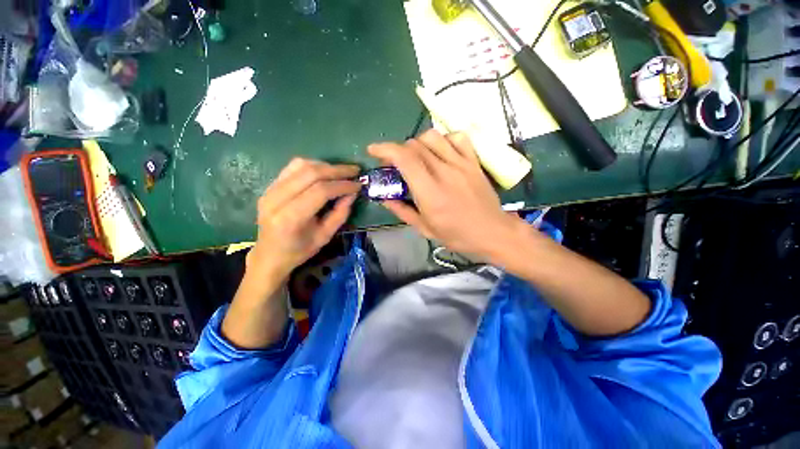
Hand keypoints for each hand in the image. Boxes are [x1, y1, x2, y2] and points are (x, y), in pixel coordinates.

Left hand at [247, 158, 360, 283]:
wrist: (269, 254)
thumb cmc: (299, 250)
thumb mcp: (325, 236)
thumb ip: (340, 214)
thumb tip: (352, 193)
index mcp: (290, 218)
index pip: (320, 191)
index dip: (342, 185)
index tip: (358, 185)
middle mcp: (276, 199)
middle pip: (310, 173)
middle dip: (337, 170)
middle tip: (355, 171)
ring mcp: (270, 190)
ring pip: (301, 165)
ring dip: (326, 166)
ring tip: (342, 172)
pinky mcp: (269, 186)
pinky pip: (293, 167)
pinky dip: (313, 166)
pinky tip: (325, 172)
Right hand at [368, 130, 519, 260]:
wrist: (492, 232)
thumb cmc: (457, 235)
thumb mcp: (424, 228)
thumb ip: (402, 211)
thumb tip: (384, 198)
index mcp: (430, 193)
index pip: (404, 159)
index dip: (384, 149)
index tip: (373, 151)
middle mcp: (444, 173)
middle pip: (415, 145)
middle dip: (398, 150)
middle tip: (396, 164)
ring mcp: (461, 164)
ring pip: (433, 136)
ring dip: (418, 143)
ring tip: (417, 157)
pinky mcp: (474, 162)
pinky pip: (458, 138)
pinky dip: (444, 140)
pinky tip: (441, 152)